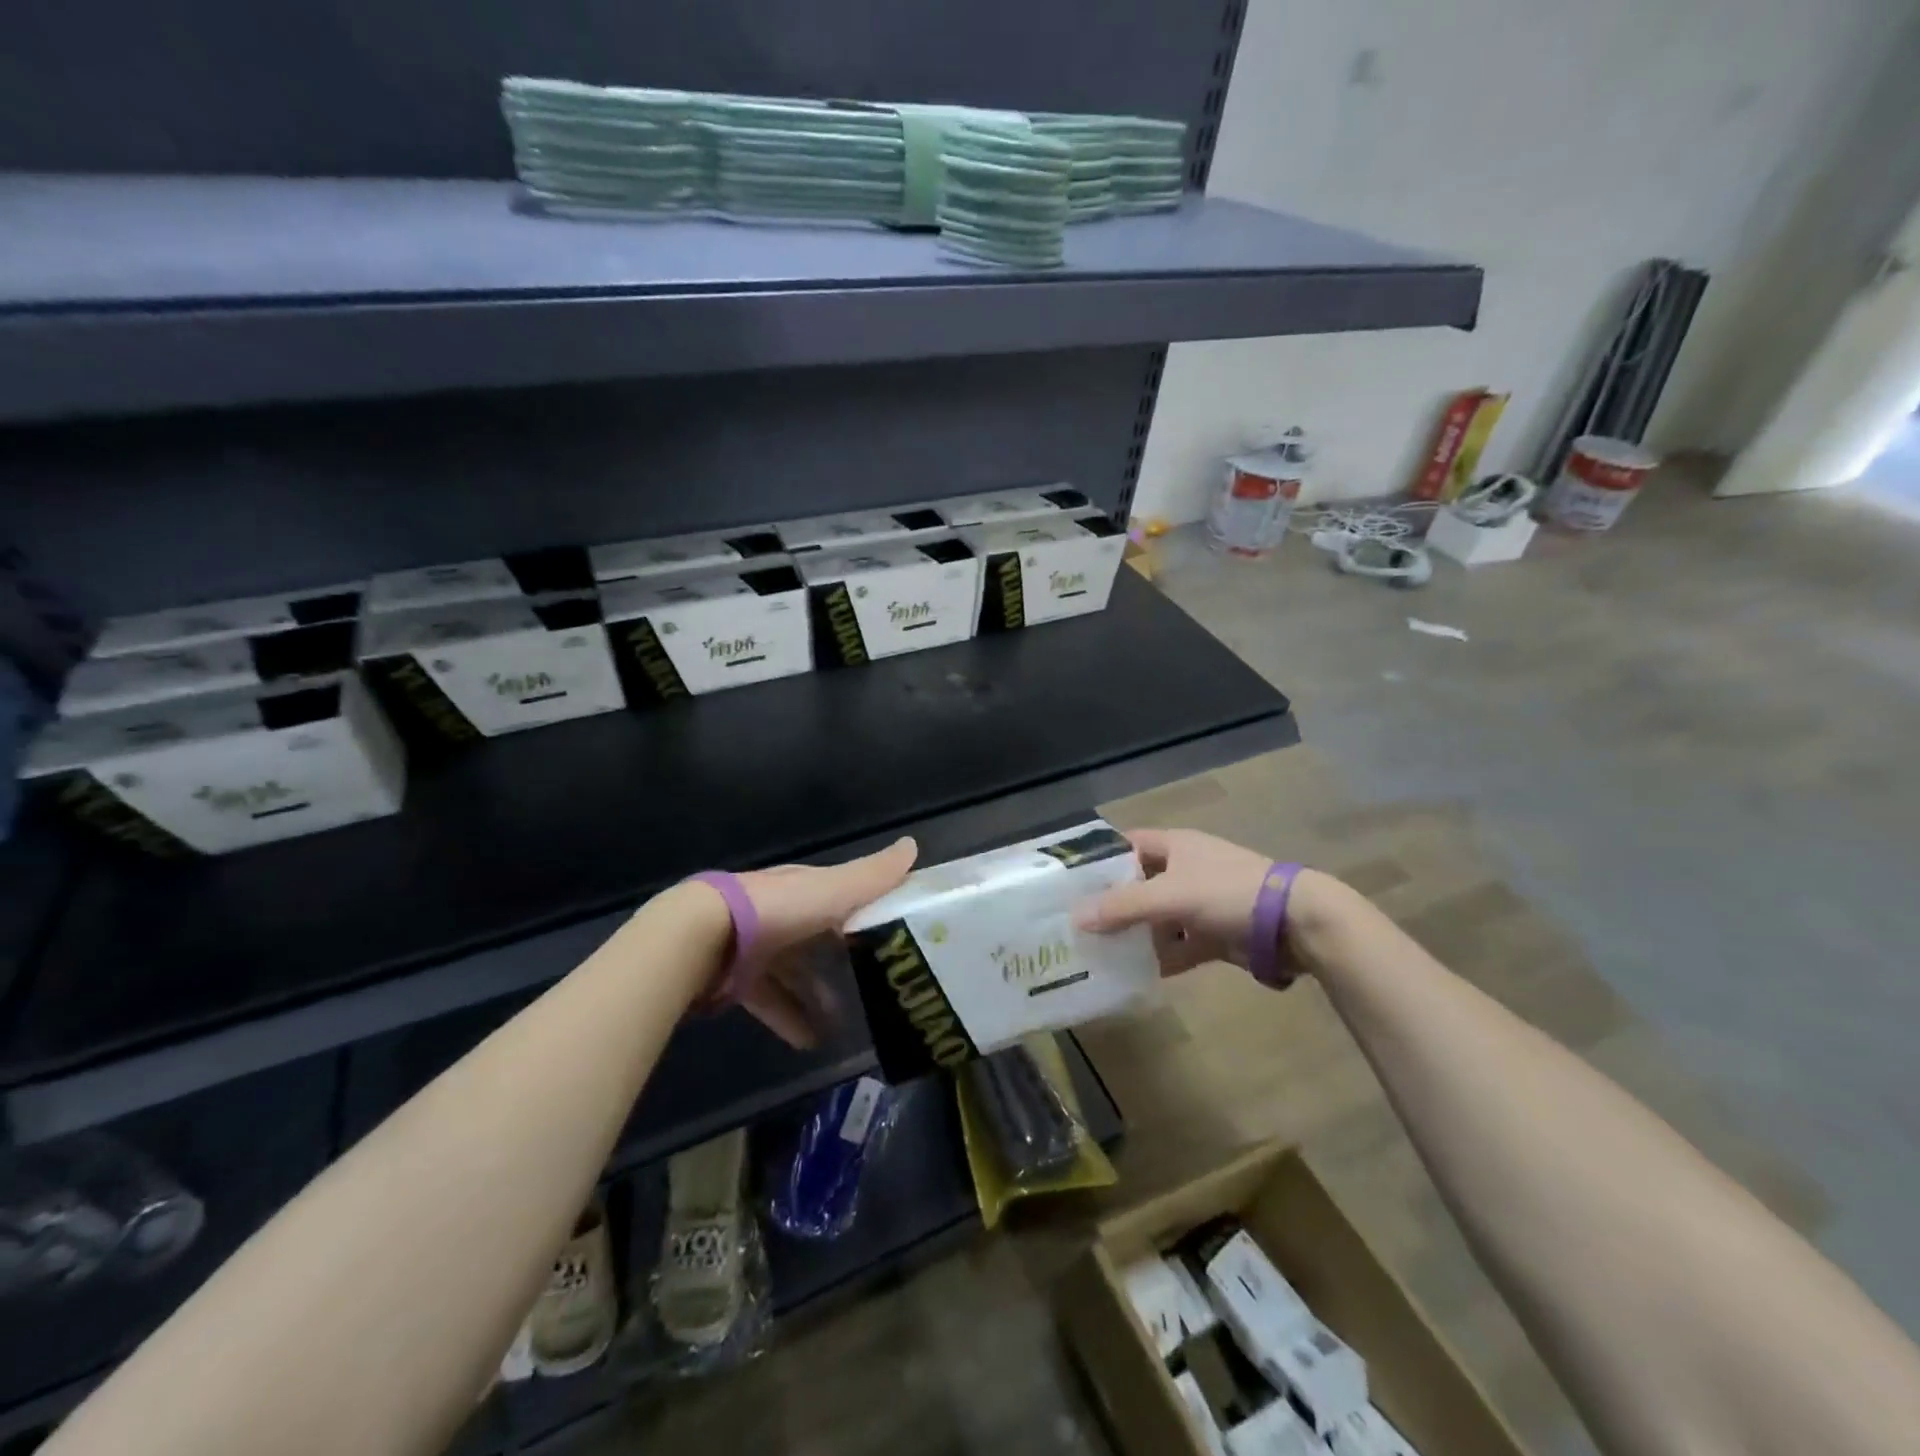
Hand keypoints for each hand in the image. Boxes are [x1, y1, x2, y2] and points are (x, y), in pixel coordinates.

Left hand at [731, 837, 917, 1046]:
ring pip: (796, 972)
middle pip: (820, 936)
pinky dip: (790, 1019)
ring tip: (846, 1024)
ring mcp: (758, 945)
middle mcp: (783, 912)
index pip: (844, 895)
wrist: (704, 938)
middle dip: (845, 961)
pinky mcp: (738, 978)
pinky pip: (771, 1000)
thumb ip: (873, 875)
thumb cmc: (778, 908)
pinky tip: (810, 1042)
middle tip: (877, 986)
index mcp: (806, 888)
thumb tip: (914, 845)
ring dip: (819, 996)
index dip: (870, 911)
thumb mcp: (834, 890)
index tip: (897, 934)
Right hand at [1074, 828, 1272, 975]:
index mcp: (1175, 846)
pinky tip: (1137, 975)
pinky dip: (1162, 958)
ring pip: (1158, 918)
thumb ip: (1123, 906)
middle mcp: (1185, 870)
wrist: (1295, 925)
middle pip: (1139, 884)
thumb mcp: (1171, 895)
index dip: (1100, 859)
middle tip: (1078, 924)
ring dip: (1136, 935)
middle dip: (1112, 904)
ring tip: (1099, 953)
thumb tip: (1076, 918)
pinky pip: (1180, 945)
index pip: (1127, 845)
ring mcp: (1201, 903)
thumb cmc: (1228, 893)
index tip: (1071, 882)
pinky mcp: (1216, 934)